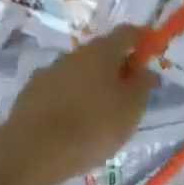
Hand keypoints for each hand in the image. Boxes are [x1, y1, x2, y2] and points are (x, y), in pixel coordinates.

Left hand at [0, 27, 157, 184]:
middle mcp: (74, 54)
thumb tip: (145, 70)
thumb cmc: (91, 128)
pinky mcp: (32, 92)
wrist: (32, 151)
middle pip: (102, 52)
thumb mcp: (130, 110)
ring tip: (103, 113)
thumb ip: (142, 86)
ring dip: (94, 84)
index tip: (152, 54)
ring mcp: (50, 71)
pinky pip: (61, 89)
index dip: (143, 40)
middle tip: (130, 92)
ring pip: (80, 71)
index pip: (127, 33)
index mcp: (101, 51)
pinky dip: (73, 98)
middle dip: (118, 66)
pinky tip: (75, 122)